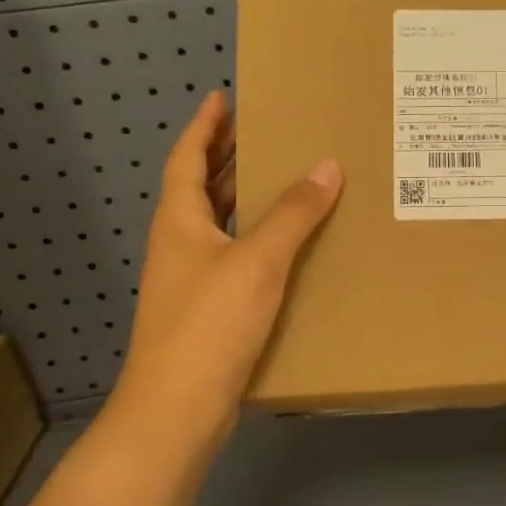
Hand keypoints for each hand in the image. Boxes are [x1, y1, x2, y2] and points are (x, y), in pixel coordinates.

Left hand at [100, 92, 341, 454]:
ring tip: (283, 178)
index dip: (204, 127)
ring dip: (244, 198)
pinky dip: (257, 239)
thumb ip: (293, 214)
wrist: (178, 408)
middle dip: (228, 157)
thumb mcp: (257, 261)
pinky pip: (235, 257)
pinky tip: (288, 247)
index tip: (223, 97)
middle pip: (202, 188)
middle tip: (265, 131)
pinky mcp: (208, 310)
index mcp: (180, 221)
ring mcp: (191, 279)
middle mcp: (181, 244)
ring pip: (219, 224)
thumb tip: (327, 166)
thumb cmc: (209, 323)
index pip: (187, 159)